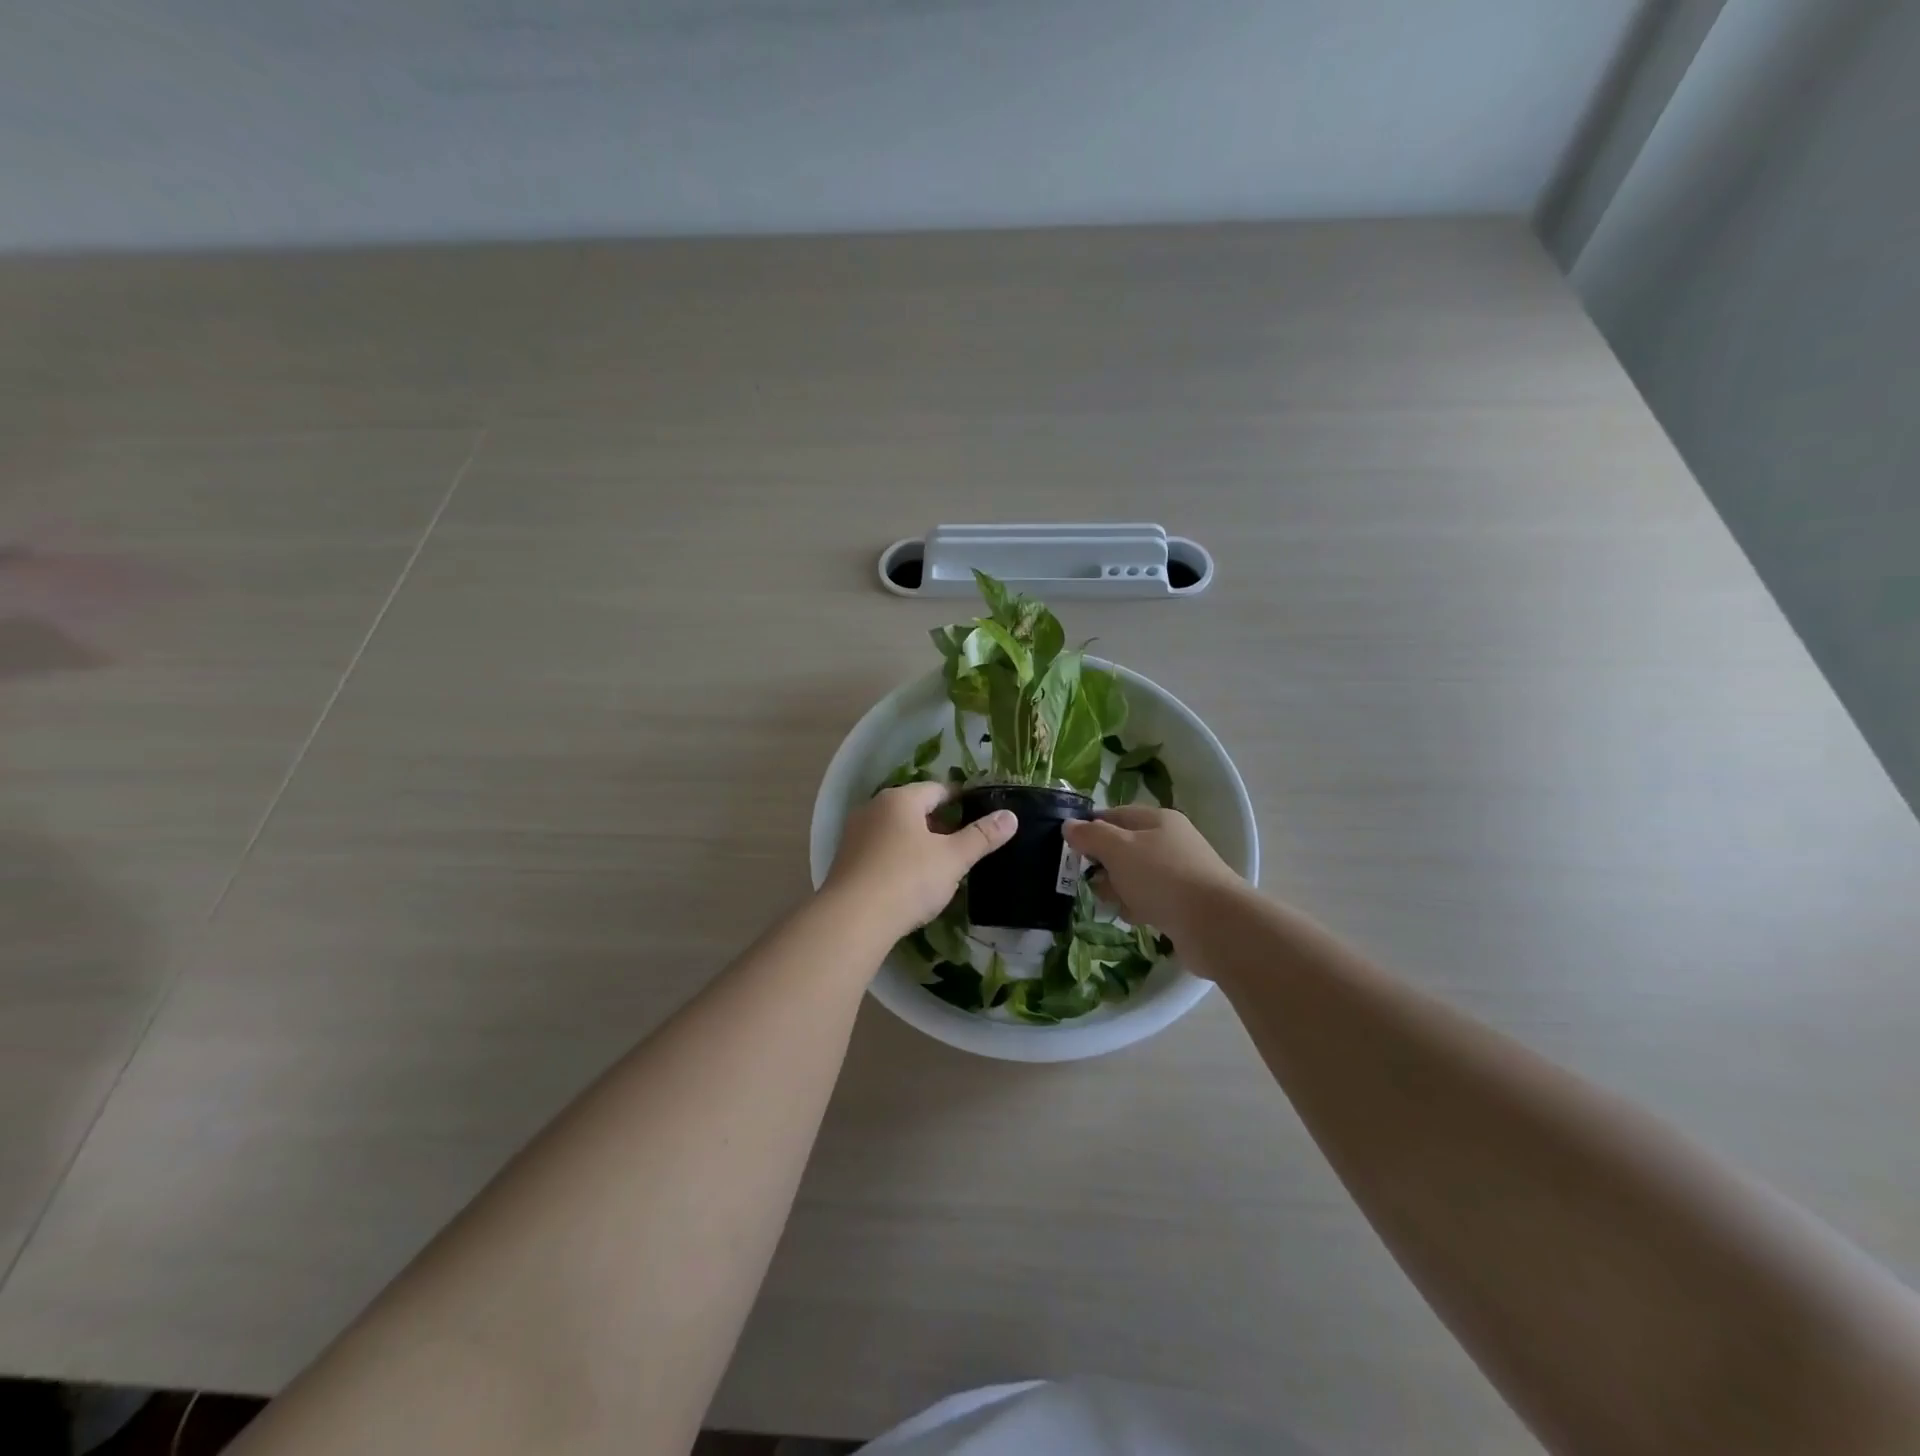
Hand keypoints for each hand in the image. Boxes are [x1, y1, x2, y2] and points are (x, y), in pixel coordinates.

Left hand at [824, 782, 1017, 941]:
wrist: (852, 919)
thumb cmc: (908, 879)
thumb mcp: (953, 858)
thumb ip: (982, 836)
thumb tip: (1011, 816)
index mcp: (900, 799)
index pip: (937, 789)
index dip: (961, 799)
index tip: (980, 813)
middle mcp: (873, 808)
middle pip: (914, 809)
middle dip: (939, 823)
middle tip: (964, 844)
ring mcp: (854, 834)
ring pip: (895, 831)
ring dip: (917, 843)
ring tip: (940, 865)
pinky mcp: (845, 861)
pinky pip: (879, 851)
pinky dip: (897, 859)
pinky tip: (910, 882)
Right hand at [1063, 806, 1244, 946]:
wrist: (1214, 924)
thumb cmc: (1162, 877)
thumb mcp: (1118, 848)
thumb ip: (1090, 835)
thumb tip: (1069, 825)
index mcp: (1157, 820)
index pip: (1114, 815)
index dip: (1090, 828)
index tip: (1069, 847)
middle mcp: (1169, 842)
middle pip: (1123, 847)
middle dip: (1103, 865)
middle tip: (1093, 880)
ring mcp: (1178, 873)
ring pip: (1134, 876)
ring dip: (1119, 890)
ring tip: (1118, 903)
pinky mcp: (1183, 903)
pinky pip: (1149, 900)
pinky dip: (1138, 907)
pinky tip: (1136, 918)